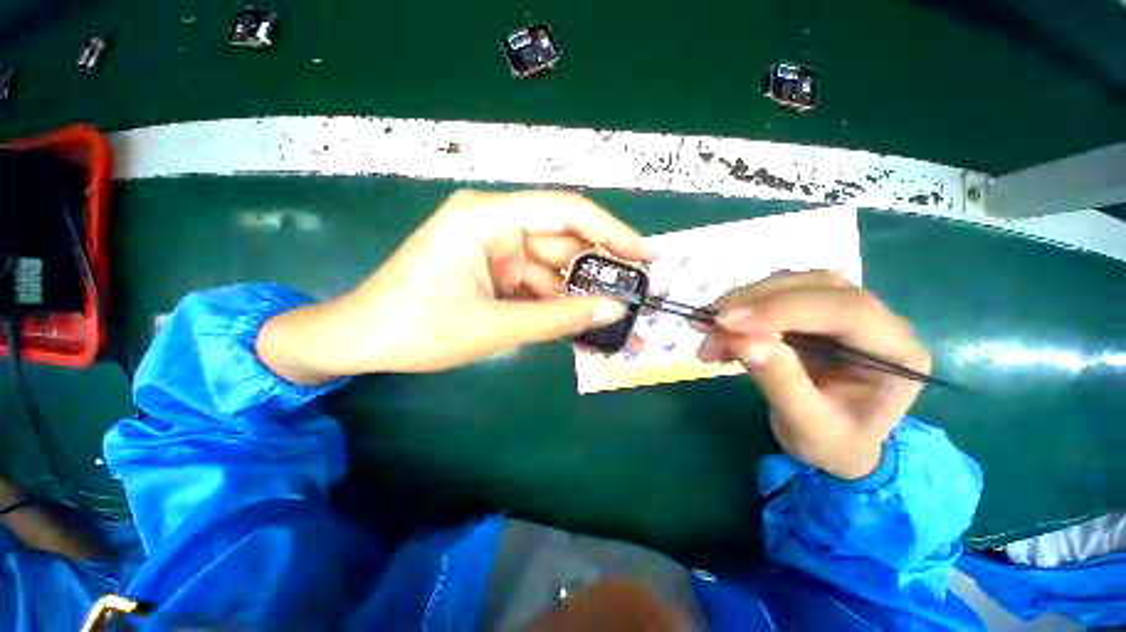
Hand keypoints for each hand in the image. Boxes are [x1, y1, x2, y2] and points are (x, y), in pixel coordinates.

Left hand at [257, 190, 654, 382]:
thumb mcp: (494, 327)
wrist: (360, 340)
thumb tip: (614, 310)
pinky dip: (553, 298)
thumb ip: (557, 319)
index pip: (565, 211)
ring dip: (575, 290)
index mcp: (486, 218)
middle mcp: (492, 221)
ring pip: (548, 263)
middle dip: (596, 267)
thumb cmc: (417, 330)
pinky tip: (573, 317)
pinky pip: (532, 278)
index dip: (612, 231)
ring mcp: (490, 244)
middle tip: (634, 291)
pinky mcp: (489, 265)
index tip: (646, 253)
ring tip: (609, 314)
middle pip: (560, 238)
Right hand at [696, 271, 930, 479]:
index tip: (725, 323)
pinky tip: (719, 334)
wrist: (839, 444)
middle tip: (707, 323)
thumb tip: (743, 341)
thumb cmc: (833, 444)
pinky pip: (773, 297)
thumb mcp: (808, 428)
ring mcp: (844, 311)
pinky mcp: (814, 313)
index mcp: (896, 351)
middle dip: (753, 301)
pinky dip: (740, 311)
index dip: (781, 310)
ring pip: (790, 284)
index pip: (845, 310)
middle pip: (814, 286)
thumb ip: (781, 383)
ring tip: (704, 328)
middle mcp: (877, 320)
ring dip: (741, 302)